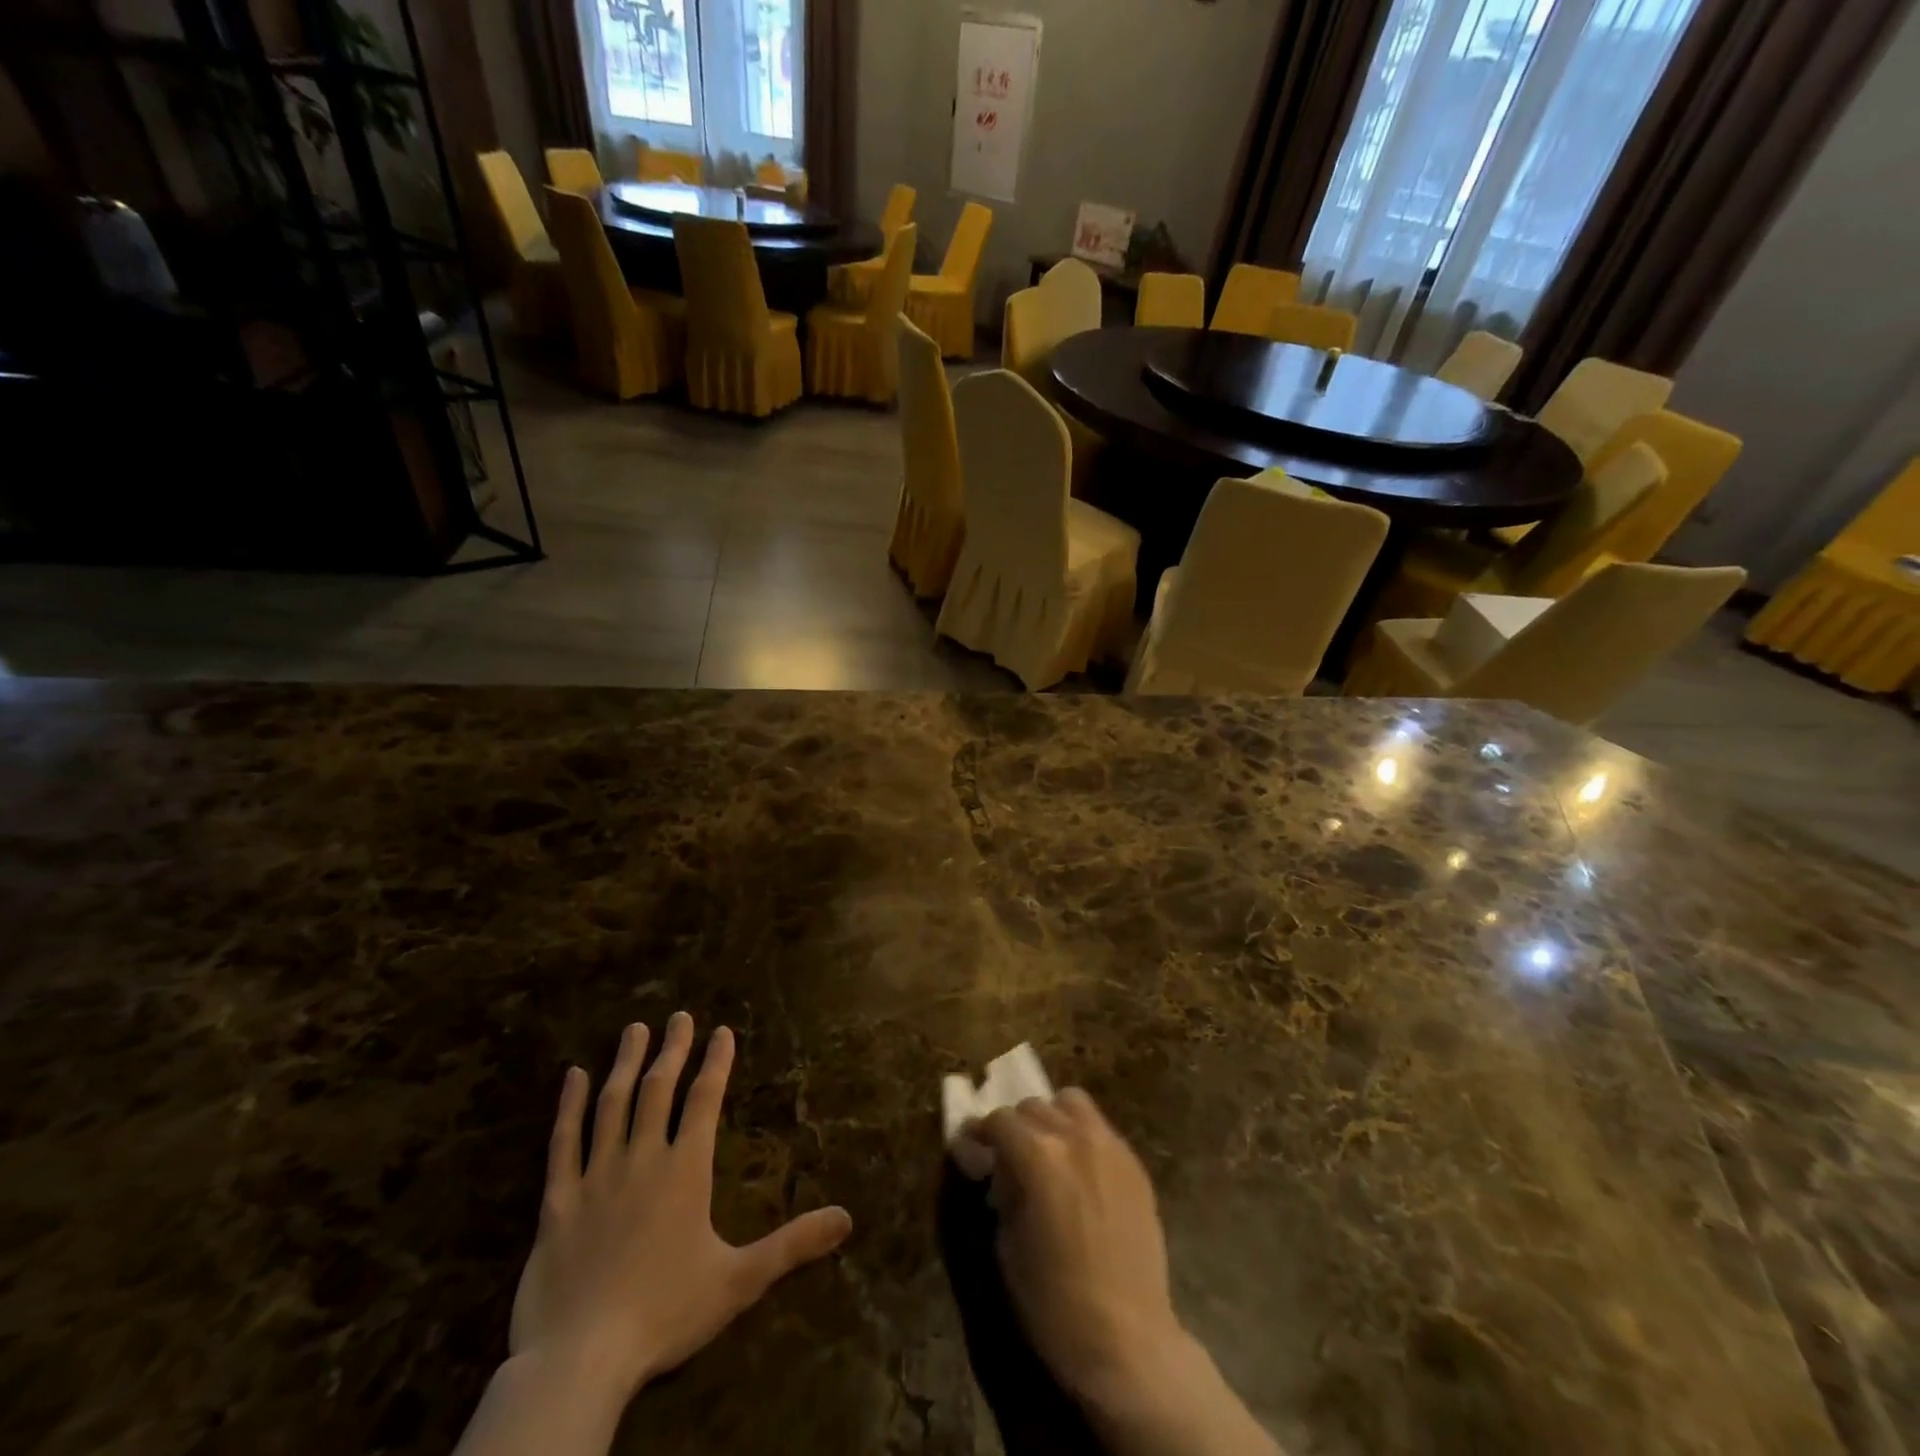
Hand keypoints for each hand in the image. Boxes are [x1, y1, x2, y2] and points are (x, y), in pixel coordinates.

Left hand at [509, 1012, 853, 1403]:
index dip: (715, 1062)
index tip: (722, 1031)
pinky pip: (562, 1143)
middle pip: (659, 1089)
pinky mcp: (557, 1202)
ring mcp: (596, 1177)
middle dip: (672, 1049)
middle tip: (679, 1016)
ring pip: (612, 1104)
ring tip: (635, 1029)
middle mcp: (642, 1159)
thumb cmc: (665, 1314)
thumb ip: (793, 1244)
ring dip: (626, 1063)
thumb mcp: (740, 1281)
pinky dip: (567, 1106)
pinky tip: (572, 1076)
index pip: (704, 1100)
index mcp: (685, 1171)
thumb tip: (848, 1217)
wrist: (580, 1361)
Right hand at [973, 1091, 1279, 1455]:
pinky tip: (1080, 1171)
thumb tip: (995, 1168)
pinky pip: (1101, 1129)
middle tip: (1008, 1157)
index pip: (999, 1120)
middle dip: (1015, 1127)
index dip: (979, 1133)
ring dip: (1052, 1119)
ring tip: (1048, 1152)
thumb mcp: (1008, 1245)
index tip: (971, 1148)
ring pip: (1072, 1103)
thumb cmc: (1054, 1302)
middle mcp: (1074, 1136)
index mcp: (1037, 1155)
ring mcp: (1110, 1146)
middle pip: (1033, 1106)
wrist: (1127, 1340)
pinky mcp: (1134, 1164)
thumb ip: (1001, 1191)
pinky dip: (1082, 1135)